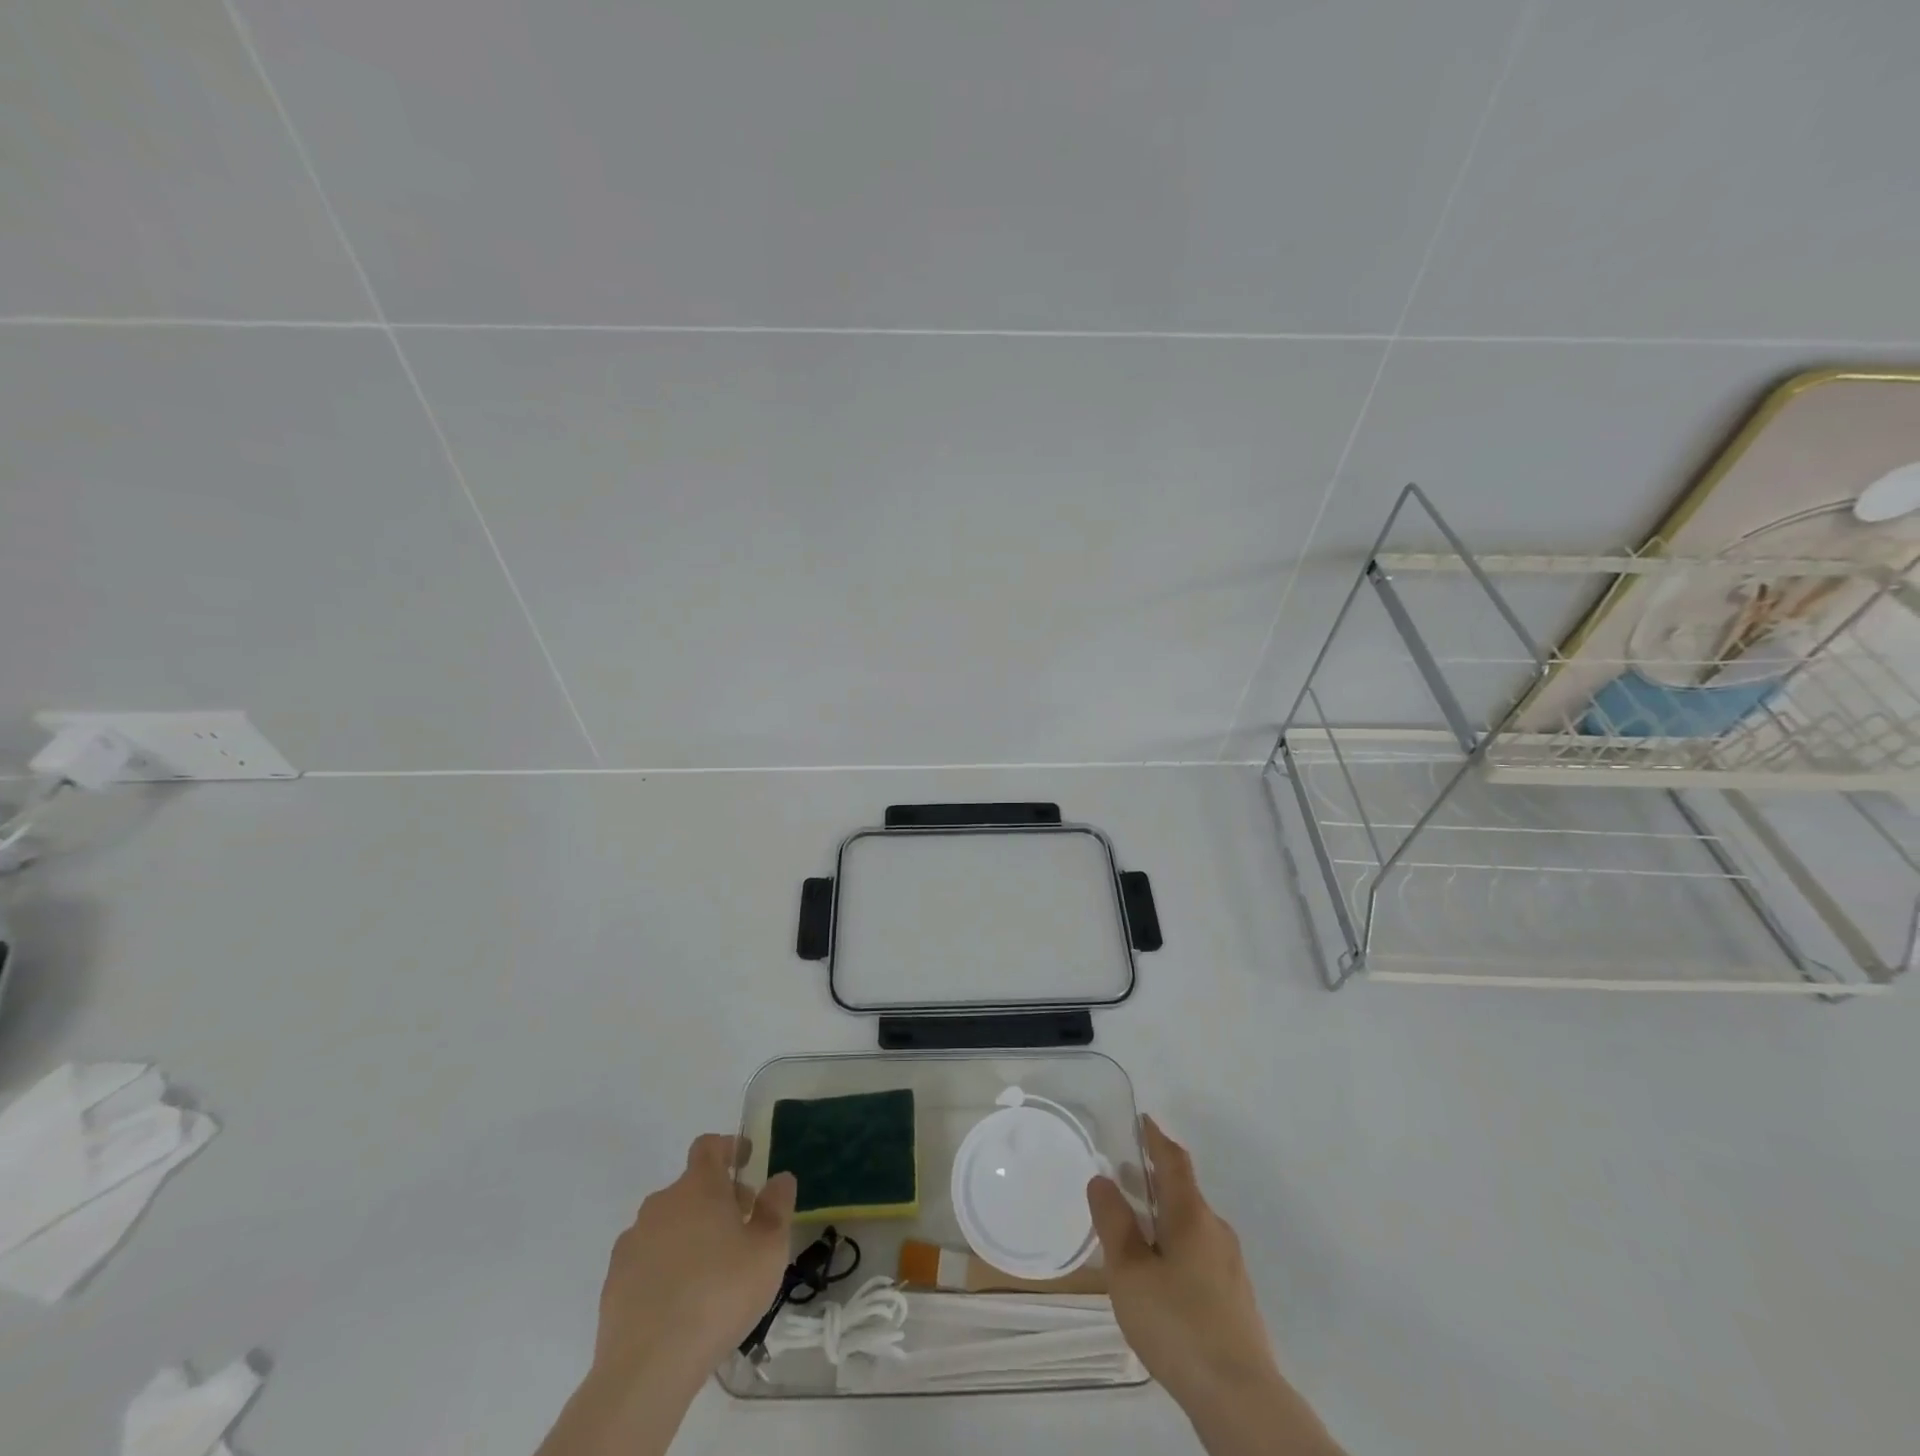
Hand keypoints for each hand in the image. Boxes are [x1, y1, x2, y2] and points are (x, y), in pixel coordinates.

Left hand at [593, 1134, 796, 1384]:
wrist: (647, 1367)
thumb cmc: (719, 1295)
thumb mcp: (768, 1250)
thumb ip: (777, 1207)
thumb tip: (779, 1178)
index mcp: (698, 1187)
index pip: (709, 1146)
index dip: (729, 1147)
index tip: (746, 1159)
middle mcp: (661, 1203)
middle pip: (691, 1187)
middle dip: (717, 1199)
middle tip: (741, 1228)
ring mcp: (632, 1242)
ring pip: (668, 1223)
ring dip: (690, 1232)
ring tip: (712, 1271)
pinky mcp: (614, 1281)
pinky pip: (647, 1258)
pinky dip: (665, 1265)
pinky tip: (681, 1300)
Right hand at [1086, 1117, 1276, 1404]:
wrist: (1240, 1399)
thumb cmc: (1178, 1323)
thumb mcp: (1130, 1271)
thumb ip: (1114, 1222)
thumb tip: (1102, 1180)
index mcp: (1192, 1215)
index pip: (1174, 1161)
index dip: (1157, 1138)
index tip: (1143, 1121)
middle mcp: (1215, 1232)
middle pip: (1183, 1194)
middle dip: (1154, 1181)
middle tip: (1124, 1176)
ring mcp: (1230, 1268)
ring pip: (1191, 1228)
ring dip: (1163, 1218)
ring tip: (1133, 1230)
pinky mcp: (1234, 1301)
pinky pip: (1198, 1257)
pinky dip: (1174, 1249)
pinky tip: (1157, 1279)